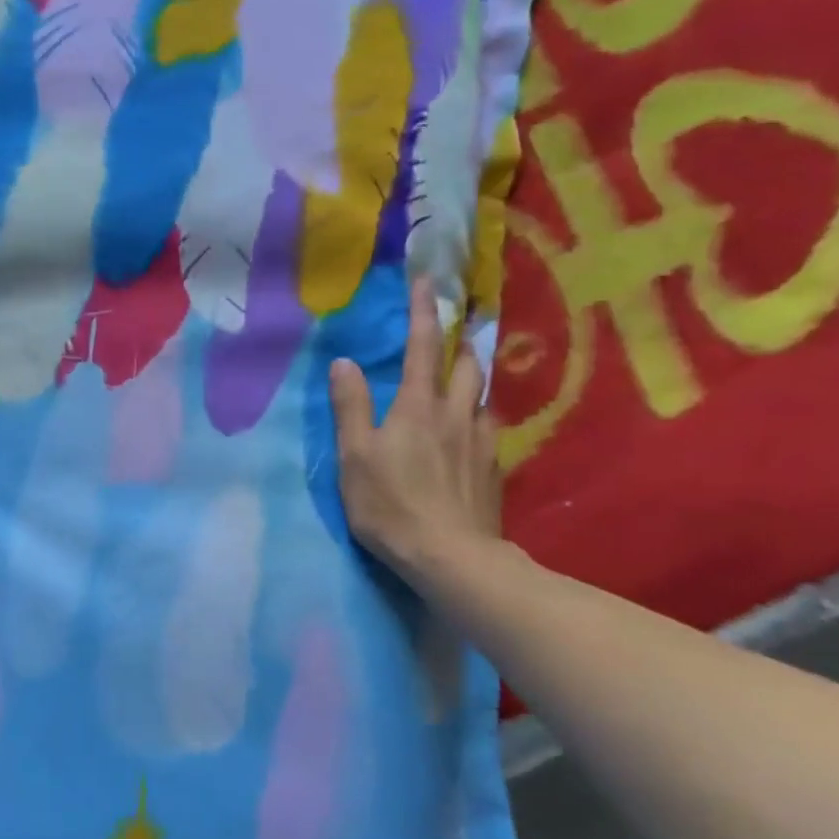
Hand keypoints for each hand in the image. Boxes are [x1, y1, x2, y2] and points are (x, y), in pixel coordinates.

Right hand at [328, 277, 503, 589]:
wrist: (451, 557)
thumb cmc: (391, 504)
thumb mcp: (355, 456)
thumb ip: (350, 407)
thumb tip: (344, 362)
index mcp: (418, 406)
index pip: (422, 347)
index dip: (423, 311)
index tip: (427, 281)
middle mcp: (456, 414)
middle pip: (468, 365)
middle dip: (460, 344)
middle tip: (453, 336)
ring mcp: (481, 442)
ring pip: (483, 397)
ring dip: (473, 380)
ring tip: (462, 382)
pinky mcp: (494, 470)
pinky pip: (489, 430)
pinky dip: (478, 419)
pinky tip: (470, 435)